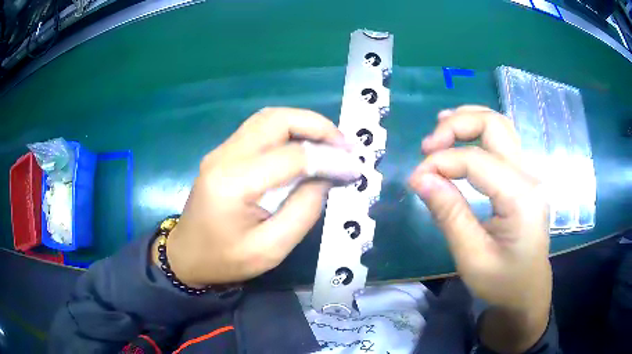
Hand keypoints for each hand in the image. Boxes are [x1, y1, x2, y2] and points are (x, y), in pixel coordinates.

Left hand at [156, 107, 360, 285]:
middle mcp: (225, 156)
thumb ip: (303, 211)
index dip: (329, 158)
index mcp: (234, 183)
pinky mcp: (223, 153)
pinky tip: (306, 145)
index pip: (292, 156)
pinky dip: (289, 130)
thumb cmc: (225, 260)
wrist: (187, 256)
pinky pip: (260, 129)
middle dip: (318, 126)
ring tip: (331, 143)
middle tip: (345, 145)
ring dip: (304, 124)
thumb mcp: (271, 250)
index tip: (355, 168)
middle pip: (277, 120)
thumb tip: (326, 176)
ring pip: (269, 118)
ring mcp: (221, 151)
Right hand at [409, 106, 551, 352]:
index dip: (441, 163)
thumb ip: (450, 215)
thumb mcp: (472, 258)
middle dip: (457, 126)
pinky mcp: (522, 178)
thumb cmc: (503, 282)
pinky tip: (460, 137)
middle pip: (494, 125)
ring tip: (439, 132)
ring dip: (467, 121)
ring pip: (499, 125)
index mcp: (521, 197)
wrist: (528, 291)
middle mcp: (528, 176)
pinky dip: (477, 132)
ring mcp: (528, 174)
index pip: (477, 160)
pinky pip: (501, 140)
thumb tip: (420, 178)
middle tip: (428, 146)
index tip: (415, 180)